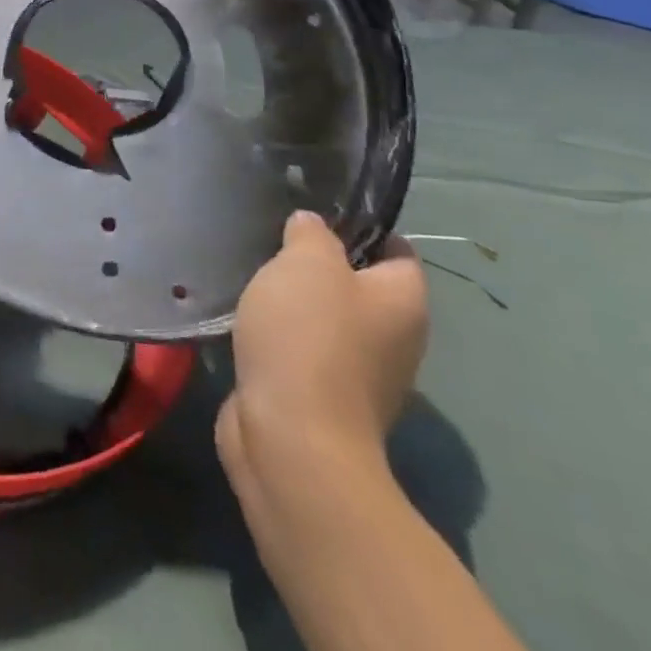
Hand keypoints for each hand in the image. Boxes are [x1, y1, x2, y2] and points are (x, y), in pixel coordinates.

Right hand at [216, 212, 427, 491]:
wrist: (291, 437)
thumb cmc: (308, 337)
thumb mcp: (306, 263)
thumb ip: (311, 234)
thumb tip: (311, 226)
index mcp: (404, 302)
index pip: (395, 250)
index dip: (359, 227)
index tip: (312, 213)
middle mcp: (394, 338)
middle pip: (359, 285)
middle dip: (318, 265)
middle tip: (272, 243)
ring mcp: (360, 374)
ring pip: (327, 320)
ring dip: (293, 303)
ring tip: (252, 279)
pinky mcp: (322, 398)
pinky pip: (303, 351)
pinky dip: (279, 337)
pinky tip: (246, 322)